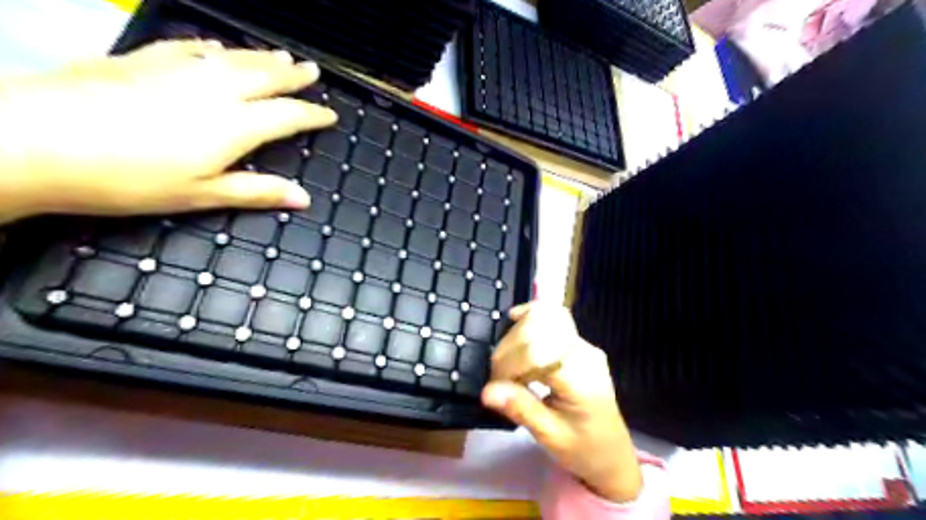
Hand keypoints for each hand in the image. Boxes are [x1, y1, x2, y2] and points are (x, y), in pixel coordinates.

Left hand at [0, 40, 336, 222]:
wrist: (33, 140)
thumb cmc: (129, 179)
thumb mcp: (201, 195)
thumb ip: (256, 191)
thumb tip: (304, 198)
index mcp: (233, 125)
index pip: (287, 115)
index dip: (312, 114)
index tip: (330, 115)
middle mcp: (213, 90)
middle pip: (264, 76)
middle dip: (293, 75)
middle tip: (312, 70)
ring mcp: (176, 70)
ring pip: (232, 58)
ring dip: (261, 57)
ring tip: (282, 55)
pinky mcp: (141, 60)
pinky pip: (188, 47)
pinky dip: (211, 47)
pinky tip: (217, 47)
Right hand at [481, 302, 640, 502]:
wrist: (611, 453)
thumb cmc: (582, 448)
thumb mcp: (550, 436)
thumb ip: (520, 408)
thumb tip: (487, 391)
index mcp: (581, 378)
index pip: (537, 353)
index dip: (508, 364)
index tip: (494, 386)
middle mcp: (584, 352)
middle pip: (538, 329)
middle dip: (509, 348)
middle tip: (497, 375)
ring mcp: (584, 344)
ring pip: (545, 317)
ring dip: (517, 333)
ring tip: (506, 360)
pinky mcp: (578, 343)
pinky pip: (552, 319)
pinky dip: (530, 317)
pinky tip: (515, 320)